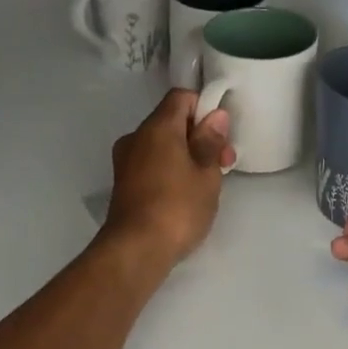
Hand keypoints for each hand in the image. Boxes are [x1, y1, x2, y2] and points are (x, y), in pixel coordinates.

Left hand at [103, 89, 234, 264]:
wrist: (135, 251)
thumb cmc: (177, 208)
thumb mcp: (206, 174)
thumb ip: (210, 141)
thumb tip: (215, 115)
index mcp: (157, 127)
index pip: (181, 98)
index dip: (204, 109)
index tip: (221, 135)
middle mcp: (136, 137)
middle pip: (171, 122)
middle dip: (199, 137)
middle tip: (224, 164)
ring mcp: (125, 161)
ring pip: (161, 145)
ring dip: (186, 155)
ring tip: (207, 184)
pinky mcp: (123, 184)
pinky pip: (151, 163)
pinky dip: (170, 170)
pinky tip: (185, 195)